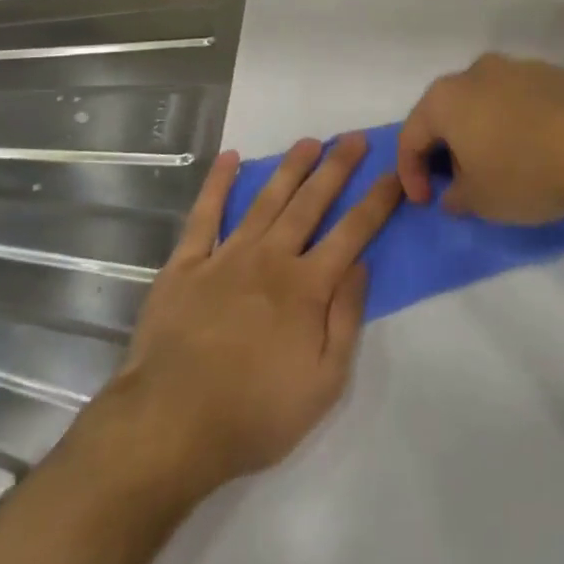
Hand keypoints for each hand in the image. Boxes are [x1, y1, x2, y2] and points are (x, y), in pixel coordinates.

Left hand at [106, 135, 400, 491]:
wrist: (169, 426)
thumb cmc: (254, 413)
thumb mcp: (324, 383)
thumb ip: (346, 318)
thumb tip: (361, 266)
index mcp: (307, 287)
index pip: (353, 233)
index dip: (376, 202)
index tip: (394, 174)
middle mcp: (270, 258)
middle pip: (310, 203)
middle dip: (336, 168)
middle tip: (354, 137)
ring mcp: (226, 256)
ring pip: (265, 200)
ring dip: (290, 167)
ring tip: (309, 141)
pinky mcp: (186, 264)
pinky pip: (204, 214)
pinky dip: (217, 184)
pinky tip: (229, 158)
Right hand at [396, 54, 563, 223]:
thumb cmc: (527, 171)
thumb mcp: (481, 200)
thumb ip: (456, 197)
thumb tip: (454, 193)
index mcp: (445, 98)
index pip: (410, 135)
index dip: (410, 173)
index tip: (427, 202)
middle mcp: (476, 72)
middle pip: (447, 113)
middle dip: (447, 150)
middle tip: (460, 184)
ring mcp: (518, 68)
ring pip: (485, 104)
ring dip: (483, 135)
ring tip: (501, 170)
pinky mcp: (554, 74)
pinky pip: (520, 103)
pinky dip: (516, 127)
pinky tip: (536, 153)